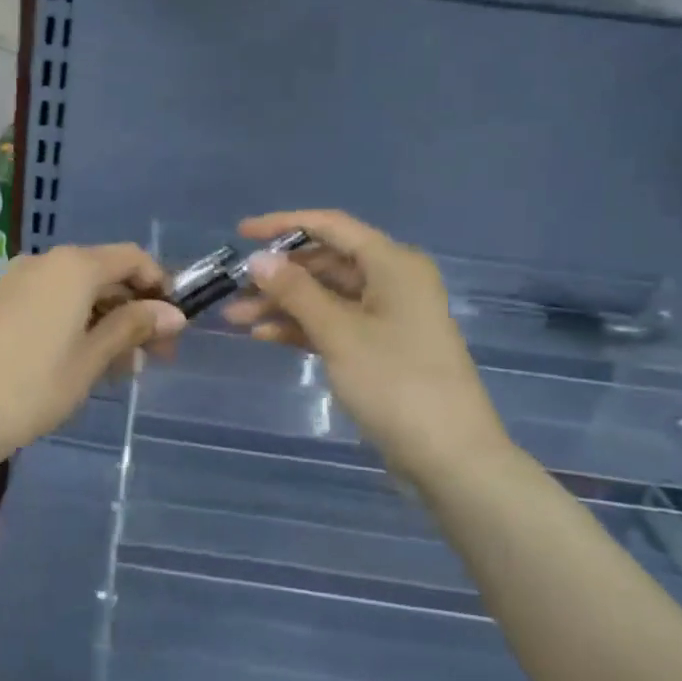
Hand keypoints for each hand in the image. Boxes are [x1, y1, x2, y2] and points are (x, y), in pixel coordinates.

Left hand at [0, 244, 185, 466]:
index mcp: (73, 267)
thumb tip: (175, 313)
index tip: (174, 325)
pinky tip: (85, 361)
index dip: (160, 285)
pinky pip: (52, 301)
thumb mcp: (92, 359)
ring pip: (78, 291)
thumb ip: (132, 327)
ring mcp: (18, 280)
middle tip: (153, 357)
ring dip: (107, 321)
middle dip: (135, 310)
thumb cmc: (33, 387)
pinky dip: (77, 323)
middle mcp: (45, 262)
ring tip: (120, 368)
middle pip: (105, 273)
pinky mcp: (1, 302)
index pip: (132, 258)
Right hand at [224, 210, 508, 481]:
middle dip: (278, 276)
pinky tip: (266, 337)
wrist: (448, 455)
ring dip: (283, 305)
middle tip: (233, 291)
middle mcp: (392, 280)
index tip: (240, 233)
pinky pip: (334, 324)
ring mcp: (387, 316)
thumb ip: (295, 292)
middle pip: (326, 263)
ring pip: (326, 296)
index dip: (283, 225)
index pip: (331, 227)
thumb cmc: (395, 382)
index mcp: (392, 263)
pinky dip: (302, 327)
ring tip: (237, 320)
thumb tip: (257, 258)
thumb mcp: (339, 333)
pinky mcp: (380, 347)